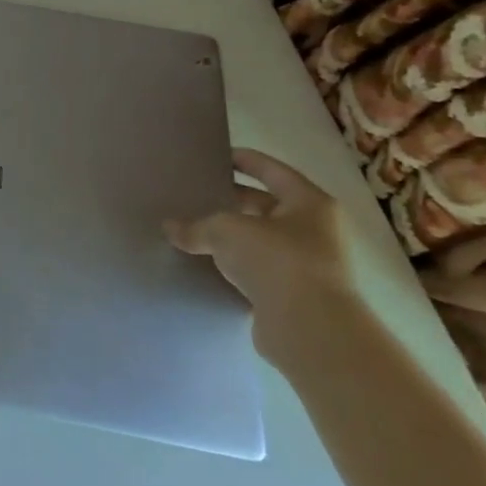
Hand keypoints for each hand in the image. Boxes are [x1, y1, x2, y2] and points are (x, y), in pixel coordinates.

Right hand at [165, 148, 395, 365]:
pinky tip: (207, 263)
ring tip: (195, 229)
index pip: (272, 171)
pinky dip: (236, 265)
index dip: (245, 160)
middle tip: (197, 195)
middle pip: (267, 206)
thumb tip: (170, 228)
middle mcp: (316, 230)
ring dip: (233, 236)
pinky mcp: (296, 294)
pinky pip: (259, 269)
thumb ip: (195, 225)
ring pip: (262, 240)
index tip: (218, 156)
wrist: (311, 328)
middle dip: (233, 201)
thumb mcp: (225, 230)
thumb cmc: (276, 260)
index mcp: (309, 203)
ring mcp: (309, 264)